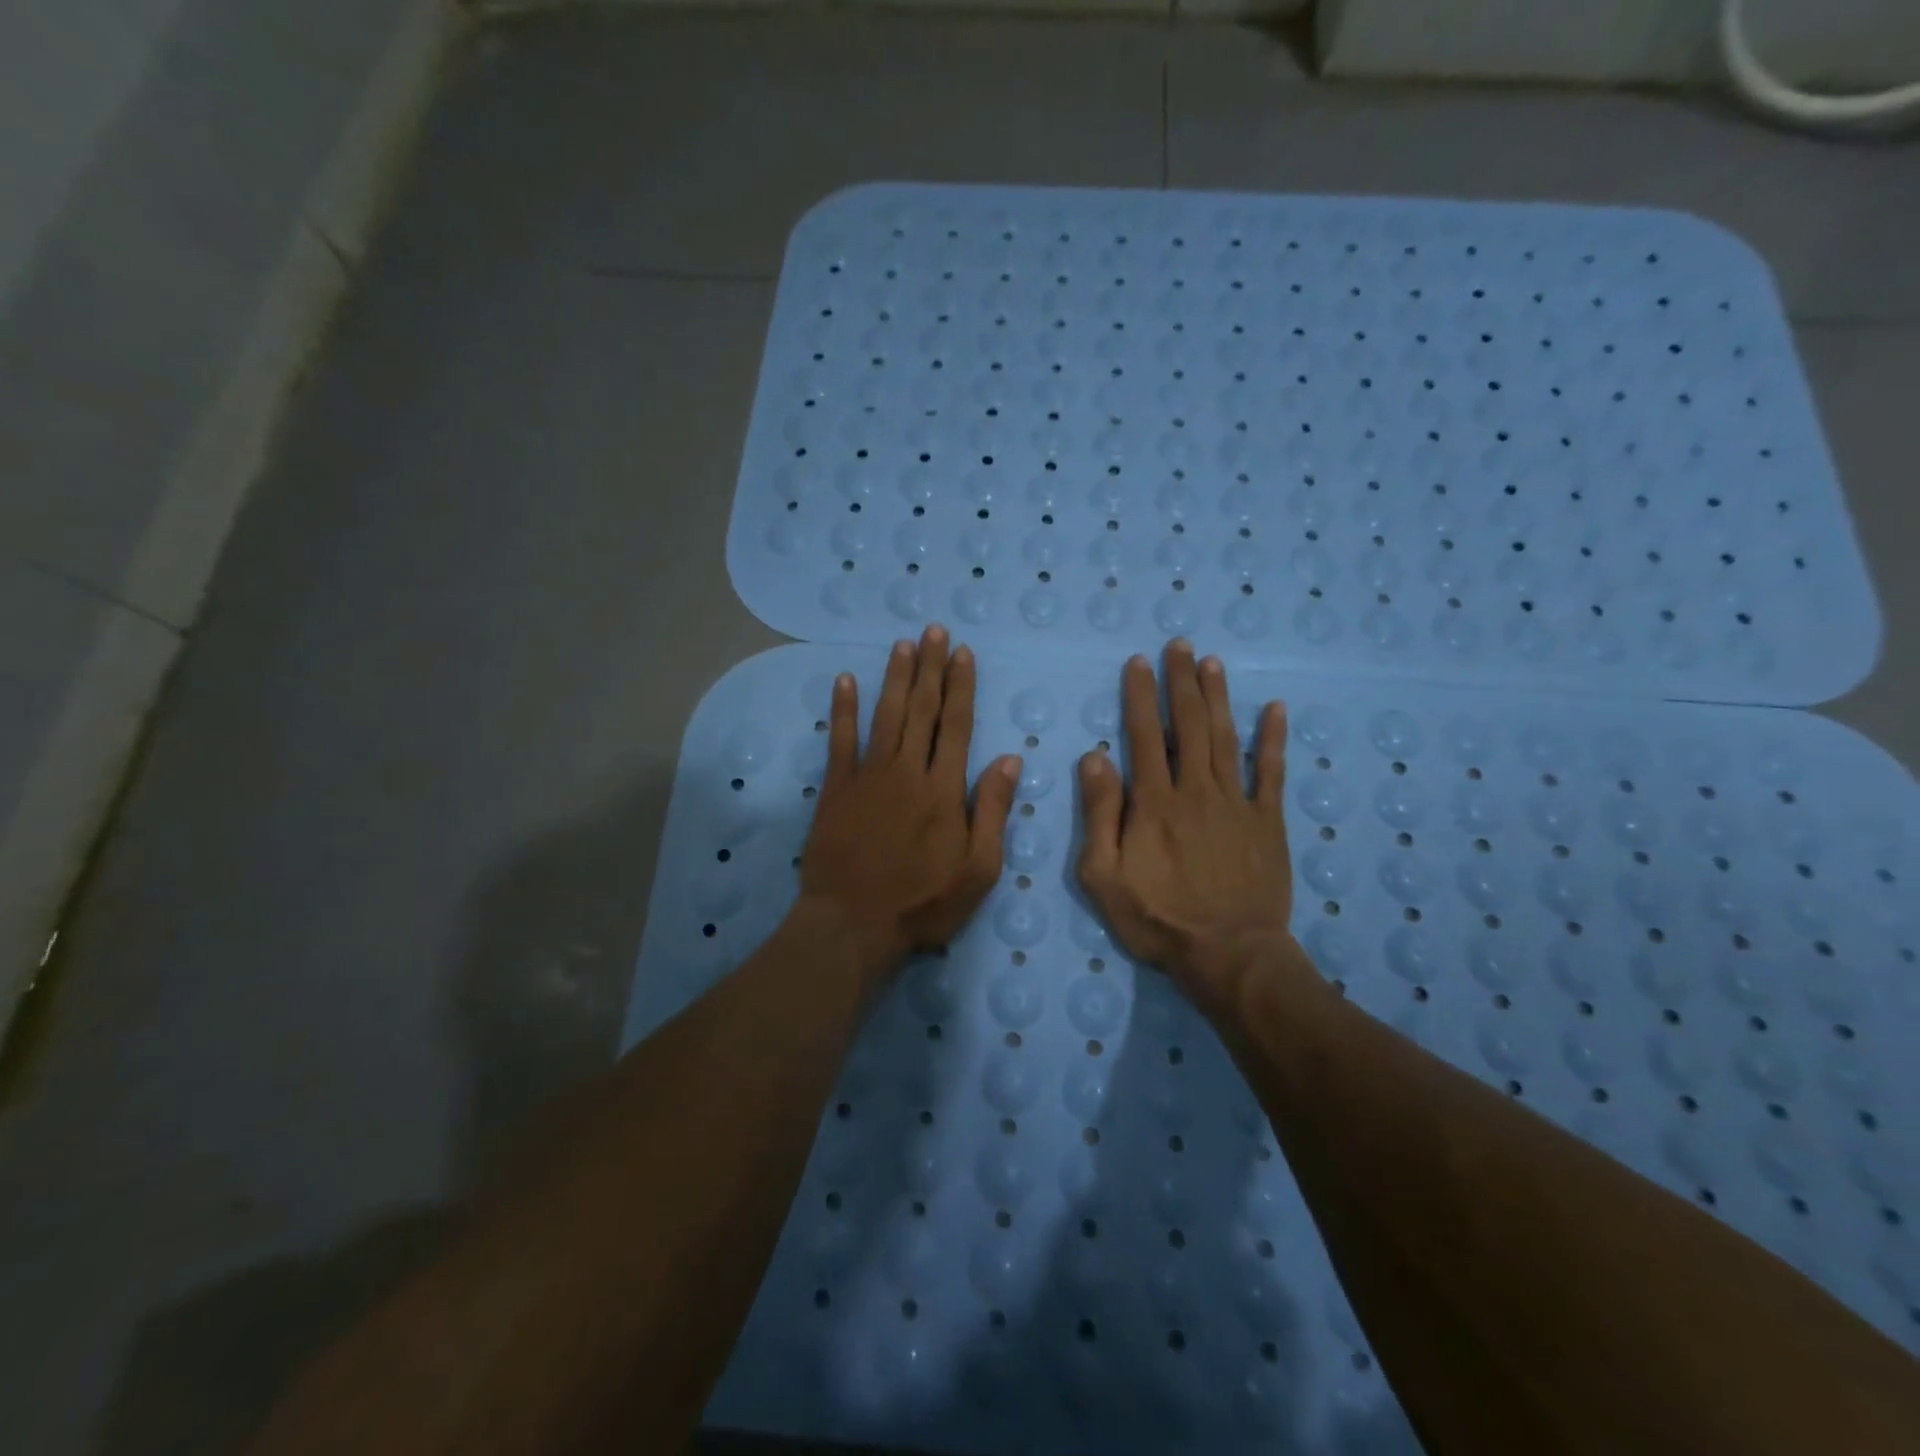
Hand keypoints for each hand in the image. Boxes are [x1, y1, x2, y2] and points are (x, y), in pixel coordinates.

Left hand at [798, 625, 1021, 974]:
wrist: (853, 924)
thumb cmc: (923, 903)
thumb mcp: (978, 869)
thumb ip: (992, 810)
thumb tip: (1009, 758)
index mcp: (944, 789)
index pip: (957, 725)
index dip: (960, 686)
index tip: (962, 653)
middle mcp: (907, 771)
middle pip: (922, 710)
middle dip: (929, 668)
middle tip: (933, 630)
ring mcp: (868, 777)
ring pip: (885, 716)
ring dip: (895, 678)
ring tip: (903, 644)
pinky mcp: (836, 789)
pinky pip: (840, 741)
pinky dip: (843, 709)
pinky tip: (846, 680)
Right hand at [1077, 640, 1304, 1018]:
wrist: (1229, 955)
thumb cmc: (1158, 919)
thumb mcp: (1103, 876)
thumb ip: (1099, 815)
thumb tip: (1094, 758)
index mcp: (1154, 803)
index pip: (1144, 736)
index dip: (1141, 696)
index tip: (1139, 662)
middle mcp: (1196, 790)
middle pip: (1188, 725)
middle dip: (1182, 682)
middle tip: (1180, 645)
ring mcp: (1237, 803)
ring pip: (1226, 738)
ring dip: (1218, 698)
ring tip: (1212, 662)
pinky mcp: (1268, 822)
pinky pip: (1273, 772)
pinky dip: (1274, 739)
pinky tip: (1275, 708)